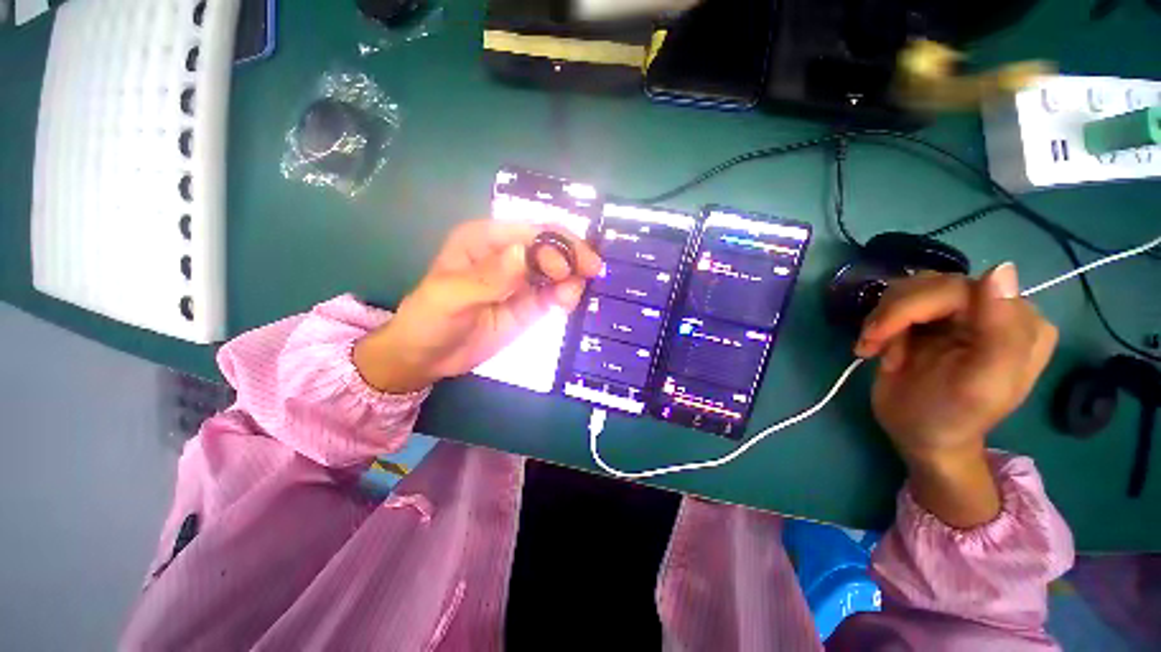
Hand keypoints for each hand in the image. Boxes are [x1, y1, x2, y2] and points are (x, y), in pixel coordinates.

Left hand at [353, 220, 601, 393]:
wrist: (428, 357)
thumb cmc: (430, 319)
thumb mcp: (451, 297)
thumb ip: (489, 276)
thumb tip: (527, 253)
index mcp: (486, 239)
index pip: (529, 232)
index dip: (552, 244)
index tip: (565, 270)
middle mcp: (509, 254)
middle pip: (550, 246)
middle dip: (572, 256)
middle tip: (593, 271)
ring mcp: (522, 280)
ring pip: (557, 271)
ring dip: (572, 278)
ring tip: (572, 296)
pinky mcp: (530, 304)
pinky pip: (554, 295)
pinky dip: (565, 295)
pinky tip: (567, 302)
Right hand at [854, 263, 1057, 526]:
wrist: (919, 434)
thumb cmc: (952, 417)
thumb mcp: (981, 383)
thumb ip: (1000, 331)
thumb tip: (1001, 269)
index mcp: (1017, 322)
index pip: (957, 287)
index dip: (911, 308)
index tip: (878, 339)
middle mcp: (991, 309)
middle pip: (928, 285)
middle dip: (892, 317)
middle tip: (871, 347)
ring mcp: (958, 312)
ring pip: (906, 289)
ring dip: (883, 321)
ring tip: (877, 351)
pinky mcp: (929, 319)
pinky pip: (894, 302)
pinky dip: (879, 325)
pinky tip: (878, 348)